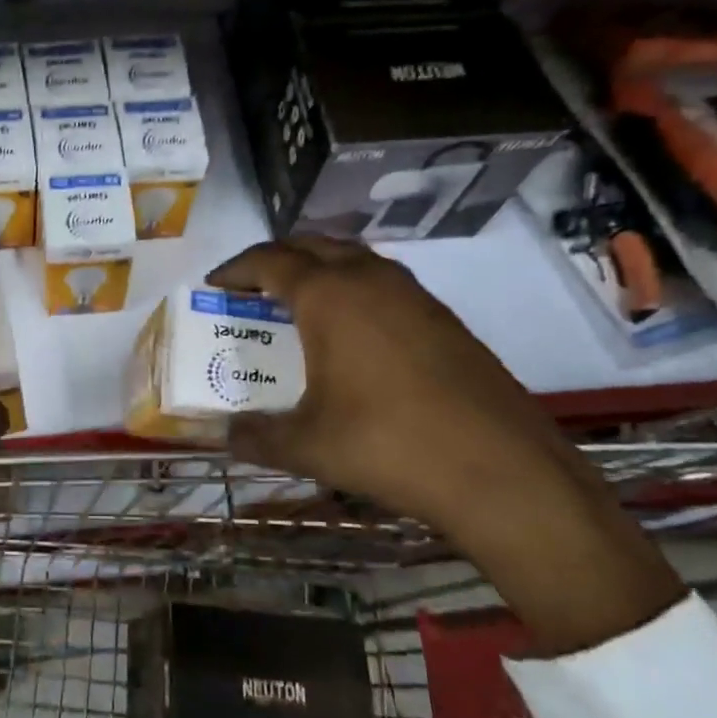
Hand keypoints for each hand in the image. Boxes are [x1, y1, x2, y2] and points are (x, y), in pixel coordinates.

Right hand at [208, 237, 683, 653]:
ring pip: (355, 259)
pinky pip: (385, 283)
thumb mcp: (307, 446)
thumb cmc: (388, 445)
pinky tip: (354, 334)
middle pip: (312, 245)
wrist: (502, 471)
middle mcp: (370, 279)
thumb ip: (255, 436)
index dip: (236, 269)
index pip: (270, 261)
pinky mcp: (446, 319)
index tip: (214, 284)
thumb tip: (222, 436)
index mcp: (328, 296)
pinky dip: (355, 290)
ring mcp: (415, 296)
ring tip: (298, 303)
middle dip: (276, 258)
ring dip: (320, 268)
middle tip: (252, 287)